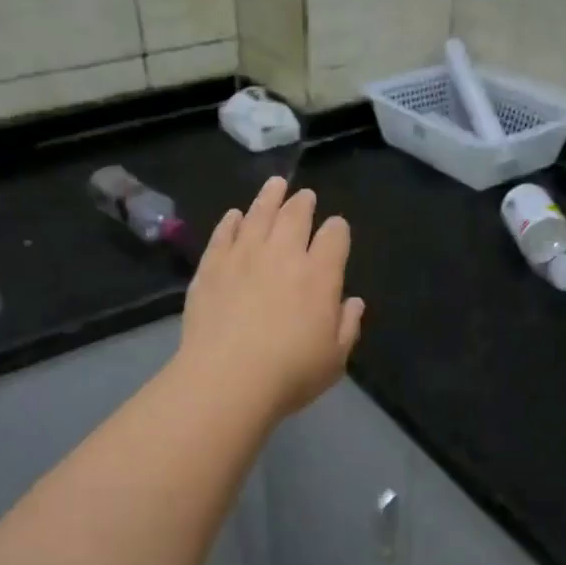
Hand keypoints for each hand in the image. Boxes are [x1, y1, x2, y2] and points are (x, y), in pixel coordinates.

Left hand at [177, 177, 365, 422]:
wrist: (226, 379)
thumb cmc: (289, 374)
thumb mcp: (334, 359)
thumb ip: (347, 326)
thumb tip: (354, 302)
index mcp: (320, 275)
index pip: (335, 237)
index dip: (338, 229)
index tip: (336, 230)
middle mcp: (284, 255)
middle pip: (296, 215)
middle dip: (303, 202)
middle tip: (304, 196)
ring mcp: (244, 256)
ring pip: (259, 214)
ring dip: (269, 196)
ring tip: (275, 185)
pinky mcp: (212, 266)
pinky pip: (224, 233)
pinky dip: (231, 221)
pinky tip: (234, 215)